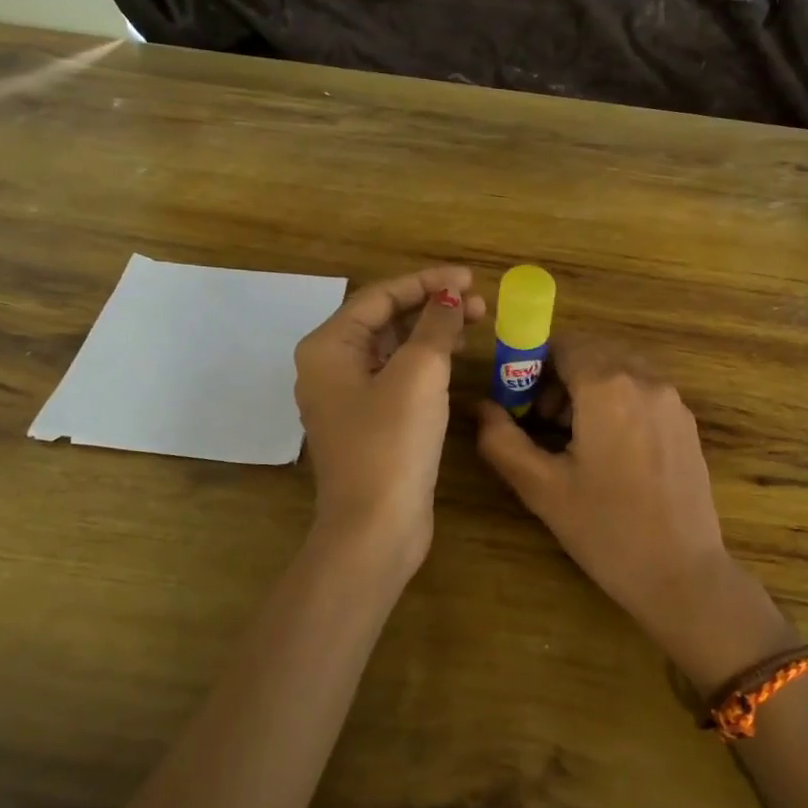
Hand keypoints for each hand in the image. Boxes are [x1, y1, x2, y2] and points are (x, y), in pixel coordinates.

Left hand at [293, 265, 486, 569]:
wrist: (375, 528)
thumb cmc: (391, 442)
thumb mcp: (419, 373)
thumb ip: (436, 326)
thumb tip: (449, 297)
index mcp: (328, 347)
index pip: (380, 296)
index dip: (427, 282)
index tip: (469, 279)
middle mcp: (330, 367)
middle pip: (385, 320)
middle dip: (432, 306)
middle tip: (479, 304)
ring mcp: (348, 398)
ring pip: (394, 349)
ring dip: (432, 333)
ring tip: (475, 325)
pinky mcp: (369, 423)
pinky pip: (398, 377)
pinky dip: (426, 363)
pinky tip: (455, 360)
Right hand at [476, 334, 743, 645]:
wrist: (683, 576)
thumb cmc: (606, 530)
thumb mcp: (542, 488)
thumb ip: (502, 440)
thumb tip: (481, 407)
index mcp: (608, 387)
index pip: (563, 344)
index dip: (533, 365)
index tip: (519, 402)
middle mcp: (645, 379)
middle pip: (592, 353)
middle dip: (560, 377)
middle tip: (541, 422)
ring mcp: (672, 400)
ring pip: (619, 370)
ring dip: (589, 388)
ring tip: (572, 440)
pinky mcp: (687, 422)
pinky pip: (643, 391)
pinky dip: (618, 402)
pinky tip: (609, 452)